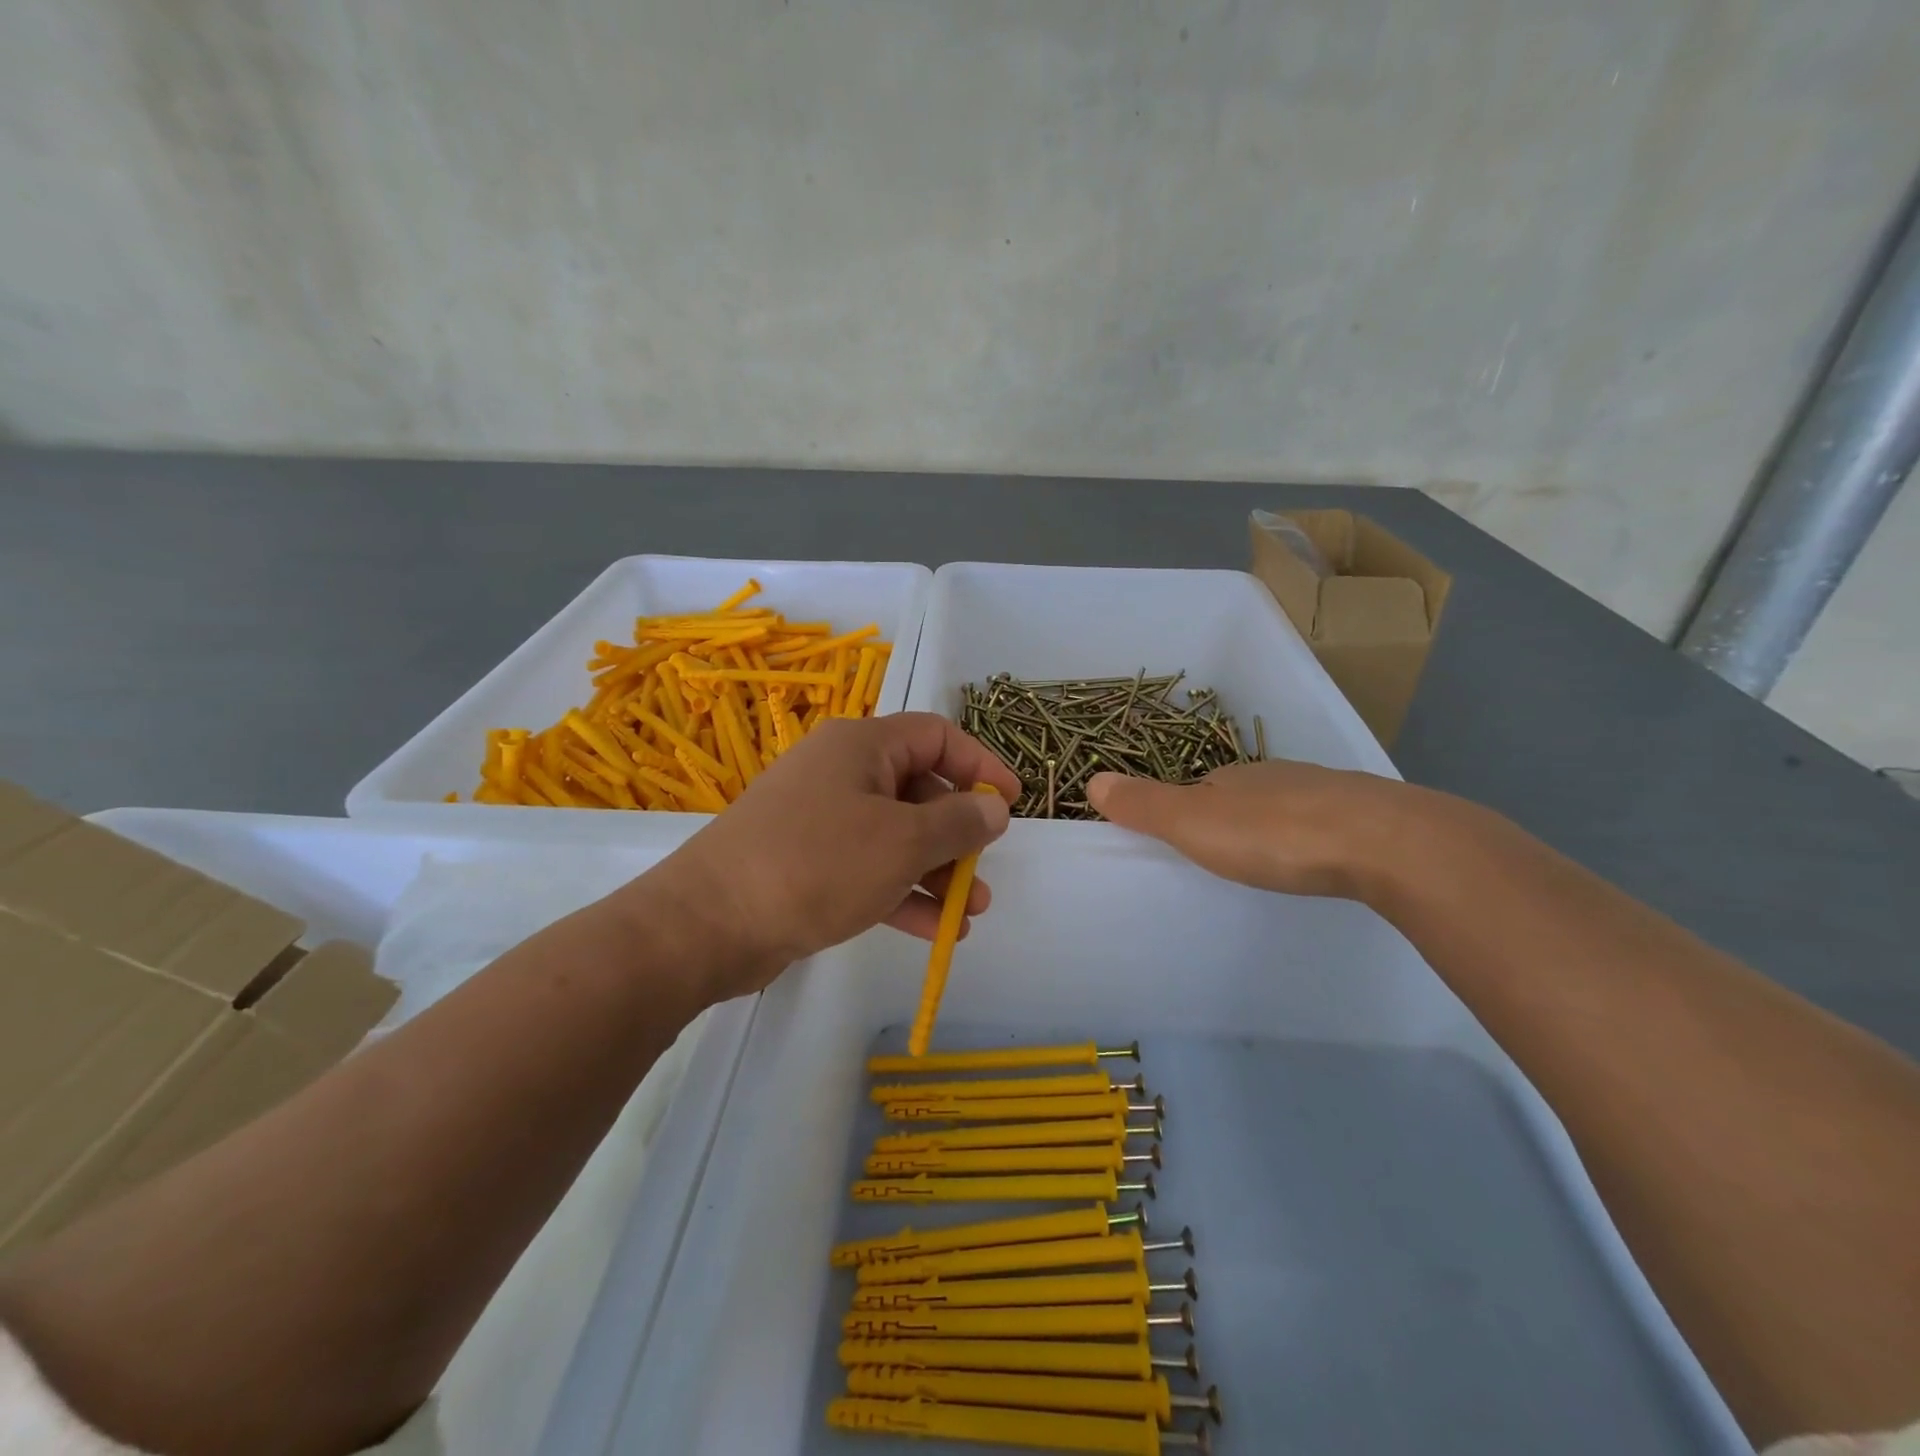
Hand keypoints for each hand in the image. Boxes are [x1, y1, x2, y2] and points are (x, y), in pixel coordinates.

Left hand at [633, 714, 1020, 1000]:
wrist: (708, 924)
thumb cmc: (816, 864)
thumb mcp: (902, 841)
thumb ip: (958, 822)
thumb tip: (994, 807)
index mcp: (861, 746)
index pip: (937, 737)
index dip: (980, 765)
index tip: (1010, 803)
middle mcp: (840, 773)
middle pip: (918, 789)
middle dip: (958, 832)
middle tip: (983, 871)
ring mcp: (820, 819)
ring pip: (895, 835)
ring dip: (935, 871)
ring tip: (969, 912)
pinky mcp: (806, 863)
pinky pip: (868, 868)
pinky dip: (902, 893)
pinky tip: (935, 930)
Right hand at [1086, 759, 1423, 898]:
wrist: (1385, 843)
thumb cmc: (1275, 834)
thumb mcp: (1194, 823)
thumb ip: (1145, 806)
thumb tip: (1090, 780)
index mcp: (1233, 777)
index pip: (1197, 786)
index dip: (1182, 807)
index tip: (1177, 837)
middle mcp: (1277, 777)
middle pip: (1242, 795)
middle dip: (1229, 818)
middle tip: (1220, 855)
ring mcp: (1326, 794)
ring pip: (1286, 808)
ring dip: (1272, 828)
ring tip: (1267, 862)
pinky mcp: (1366, 818)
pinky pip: (1325, 825)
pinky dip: (1312, 839)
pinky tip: (1318, 861)